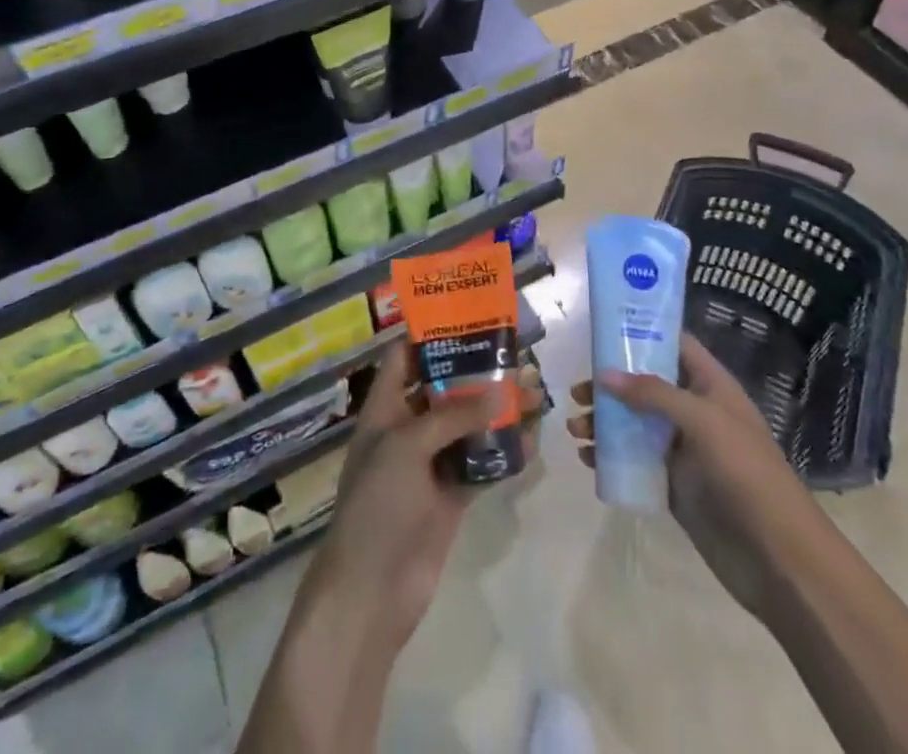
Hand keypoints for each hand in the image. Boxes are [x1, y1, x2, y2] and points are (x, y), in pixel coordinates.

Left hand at [306, 345, 544, 652]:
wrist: (372, 591)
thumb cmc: (377, 503)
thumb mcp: (407, 446)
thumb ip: (454, 416)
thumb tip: (501, 391)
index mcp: (385, 409)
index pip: (404, 359)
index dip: (430, 336)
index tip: (468, 318)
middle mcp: (408, 429)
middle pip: (443, 390)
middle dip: (477, 373)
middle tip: (516, 356)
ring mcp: (430, 464)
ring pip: (468, 426)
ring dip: (497, 411)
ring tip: (535, 392)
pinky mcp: (451, 496)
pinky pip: (481, 464)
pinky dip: (504, 452)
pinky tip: (531, 440)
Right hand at [567, 335, 794, 620]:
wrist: (778, 558)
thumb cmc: (746, 473)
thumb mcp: (703, 421)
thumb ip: (654, 394)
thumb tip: (604, 376)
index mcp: (711, 386)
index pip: (674, 346)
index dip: (641, 334)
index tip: (601, 330)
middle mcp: (695, 411)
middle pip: (645, 385)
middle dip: (611, 385)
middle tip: (577, 392)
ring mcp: (683, 449)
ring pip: (634, 423)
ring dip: (604, 421)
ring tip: (575, 431)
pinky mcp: (673, 484)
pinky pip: (634, 459)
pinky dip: (610, 455)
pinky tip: (588, 459)